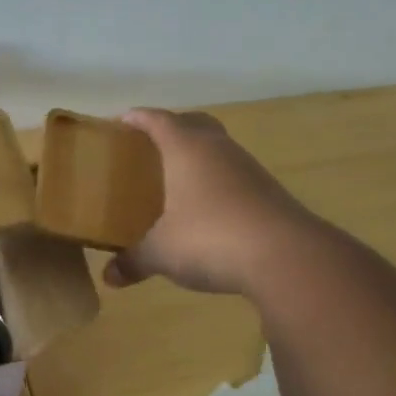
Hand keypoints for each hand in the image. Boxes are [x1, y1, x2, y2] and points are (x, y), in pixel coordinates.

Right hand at [104, 109, 313, 295]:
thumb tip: (110, 277)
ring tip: (177, 181)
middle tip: (150, 147)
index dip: (138, 118)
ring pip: (218, 149)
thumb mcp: (161, 253)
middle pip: (194, 123)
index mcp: (186, 148)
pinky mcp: (268, 192)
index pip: (158, 120)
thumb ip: (134, 262)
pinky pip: (234, 176)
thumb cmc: (210, 238)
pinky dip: (217, 183)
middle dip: (172, 128)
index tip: (121, 122)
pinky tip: (207, 210)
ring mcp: (248, 169)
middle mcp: (218, 149)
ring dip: (198, 157)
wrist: (285, 256)